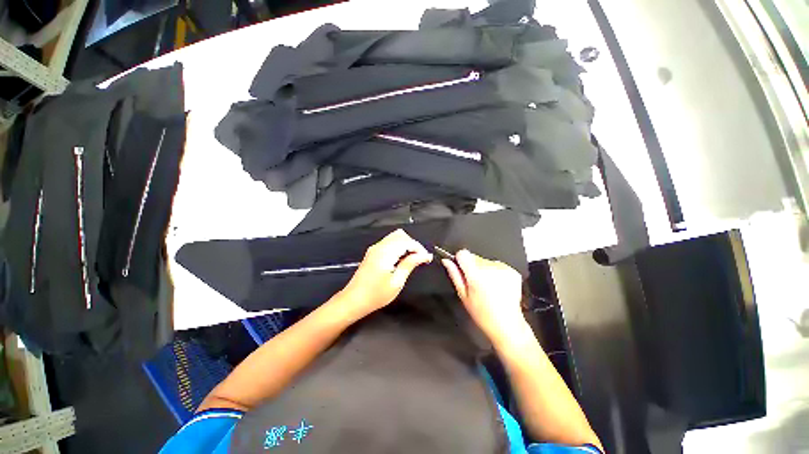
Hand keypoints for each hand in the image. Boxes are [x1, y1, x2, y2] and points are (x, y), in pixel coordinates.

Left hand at [337, 229, 431, 319]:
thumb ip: (410, 264)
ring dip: (406, 244)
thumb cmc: (376, 294)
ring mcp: (375, 248)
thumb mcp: (397, 281)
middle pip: (401, 235)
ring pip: (394, 237)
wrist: (354, 300)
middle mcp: (380, 246)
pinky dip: (398, 246)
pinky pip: (389, 242)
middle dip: (413, 244)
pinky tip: (401, 259)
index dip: (419, 248)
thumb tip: (424, 255)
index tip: (427, 258)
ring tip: (412, 259)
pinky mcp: (372, 252)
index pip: (407, 241)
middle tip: (420, 259)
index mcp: (386, 252)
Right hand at [441, 249, 525, 344]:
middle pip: (474, 256)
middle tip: (475, 283)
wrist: (507, 325)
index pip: (463, 253)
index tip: (462, 269)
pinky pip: (497, 265)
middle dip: (472, 266)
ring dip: (483, 269)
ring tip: (487, 286)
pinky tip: (496, 286)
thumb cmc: (483, 314)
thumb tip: (446, 261)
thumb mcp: (463, 295)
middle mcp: (490, 268)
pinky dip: (495, 272)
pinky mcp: (512, 271)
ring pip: (485, 260)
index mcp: (476, 275)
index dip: (460, 260)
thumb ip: (454, 275)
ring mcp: (503, 269)